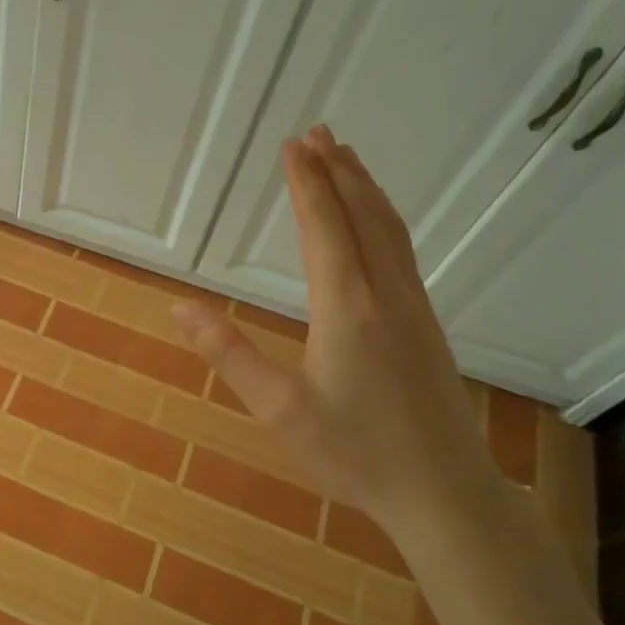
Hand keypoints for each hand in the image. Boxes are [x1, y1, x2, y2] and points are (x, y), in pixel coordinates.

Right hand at [171, 125, 506, 538]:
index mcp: (347, 307)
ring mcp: (413, 308)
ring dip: (365, 188)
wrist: (445, 493)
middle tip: (317, 132)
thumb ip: (230, 354)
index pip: (324, 228)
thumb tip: (179, 306)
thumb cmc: (355, 452)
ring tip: (346, 158)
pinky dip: (383, 218)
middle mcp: (385, 294)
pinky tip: (376, 225)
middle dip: (338, 170)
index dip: (306, 183)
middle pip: (363, 216)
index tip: (293, 144)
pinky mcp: (426, 325)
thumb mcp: (280, 409)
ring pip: (390, 230)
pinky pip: (402, 251)